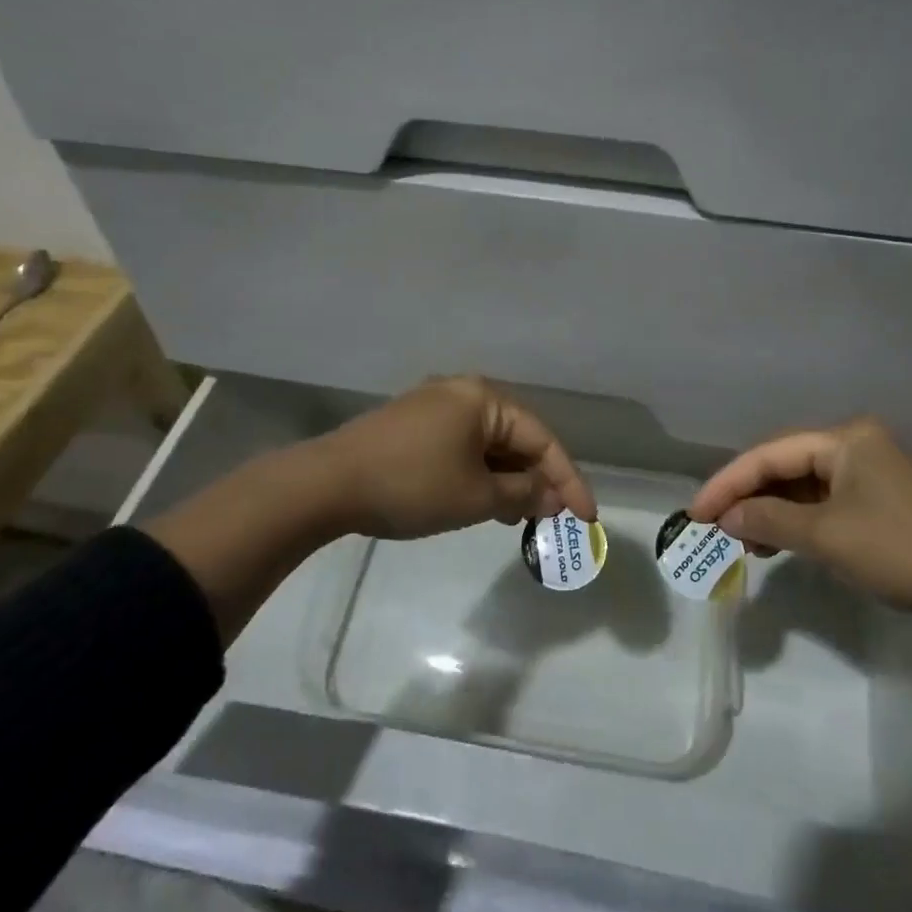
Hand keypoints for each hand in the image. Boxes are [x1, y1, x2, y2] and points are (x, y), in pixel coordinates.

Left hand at [317, 376, 596, 540]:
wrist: (326, 485)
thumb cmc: (412, 485)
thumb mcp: (476, 497)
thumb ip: (523, 495)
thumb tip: (552, 497)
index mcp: (484, 399)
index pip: (542, 439)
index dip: (568, 480)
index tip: (586, 518)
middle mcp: (462, 392)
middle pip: (516, 437)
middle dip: (537, 479)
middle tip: (552, 518)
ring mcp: (434, 407)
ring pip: (488, 444)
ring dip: (508, 480)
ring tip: (517, 518)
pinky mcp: (412, 425)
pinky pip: (462, 447)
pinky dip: (480, 474)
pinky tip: (482, 501)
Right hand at [688, 419, 911, 613]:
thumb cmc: (902, 549)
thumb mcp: (827, 536)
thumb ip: (771, 520)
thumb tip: (726, 517)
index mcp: (844, 440)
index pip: (769, 454)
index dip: (728, 483)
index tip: (695, 513)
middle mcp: (857, 446)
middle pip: (786, 466)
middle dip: (749, 497)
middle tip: (715, 529)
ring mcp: (874, 475)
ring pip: (806, 488)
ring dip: (773, 512)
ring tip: (744, 542)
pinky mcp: (885, 504)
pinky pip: (827, 505)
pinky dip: (800, 523)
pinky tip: (782, 544)